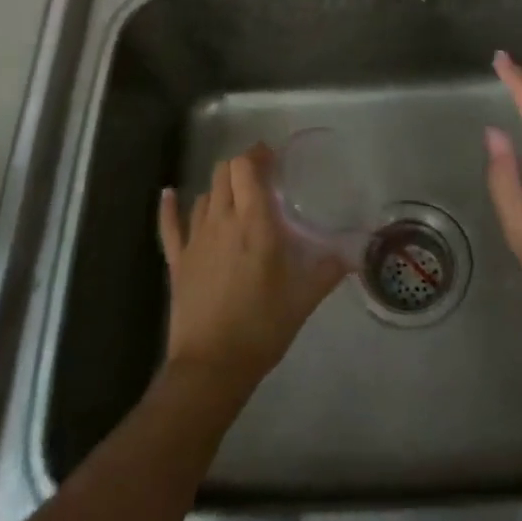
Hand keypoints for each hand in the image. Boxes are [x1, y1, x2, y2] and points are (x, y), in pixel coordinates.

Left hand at [158, 145, 347, 392]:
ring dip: (220, 188)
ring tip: (236, 195)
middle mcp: (222, 221)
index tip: (272, 157)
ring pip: (204, 195)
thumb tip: (353, 255)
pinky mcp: (177, 260)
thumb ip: (327, 270)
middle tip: (260, 176)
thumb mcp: (304, 298)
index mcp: (255, 223)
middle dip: (241, 167)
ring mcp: (195, 240)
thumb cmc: (263, 326)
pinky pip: (169, 225)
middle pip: (224, 173)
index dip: (257, 155)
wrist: (212, 365)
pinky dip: (169, 206)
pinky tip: (168, 193)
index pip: (246, 169)